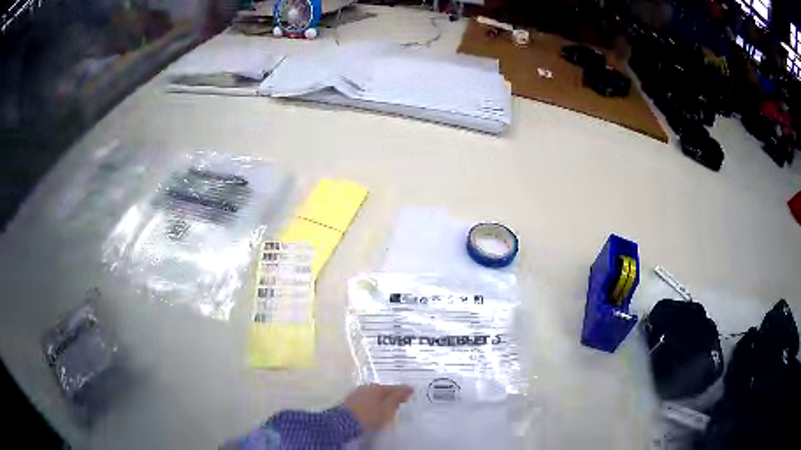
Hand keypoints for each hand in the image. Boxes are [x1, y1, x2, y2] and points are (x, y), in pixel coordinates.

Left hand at [343, 384, 413, 432]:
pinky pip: (367, 398)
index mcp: (377, 387)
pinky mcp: (350, 400)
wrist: (344, 423)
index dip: (403, 391)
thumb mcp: (387, 409)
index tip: (411, 393)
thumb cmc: (369, 416)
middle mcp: (366, 387)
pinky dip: (373, 402)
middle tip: (401, 401)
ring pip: (374, 394)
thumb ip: (397, 398)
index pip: (393, 387)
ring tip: (388, 406)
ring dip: (382, 398)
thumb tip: (408, 388)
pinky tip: (375, 408)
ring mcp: (357, 393)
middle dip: (392, 394)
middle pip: (383, 390)